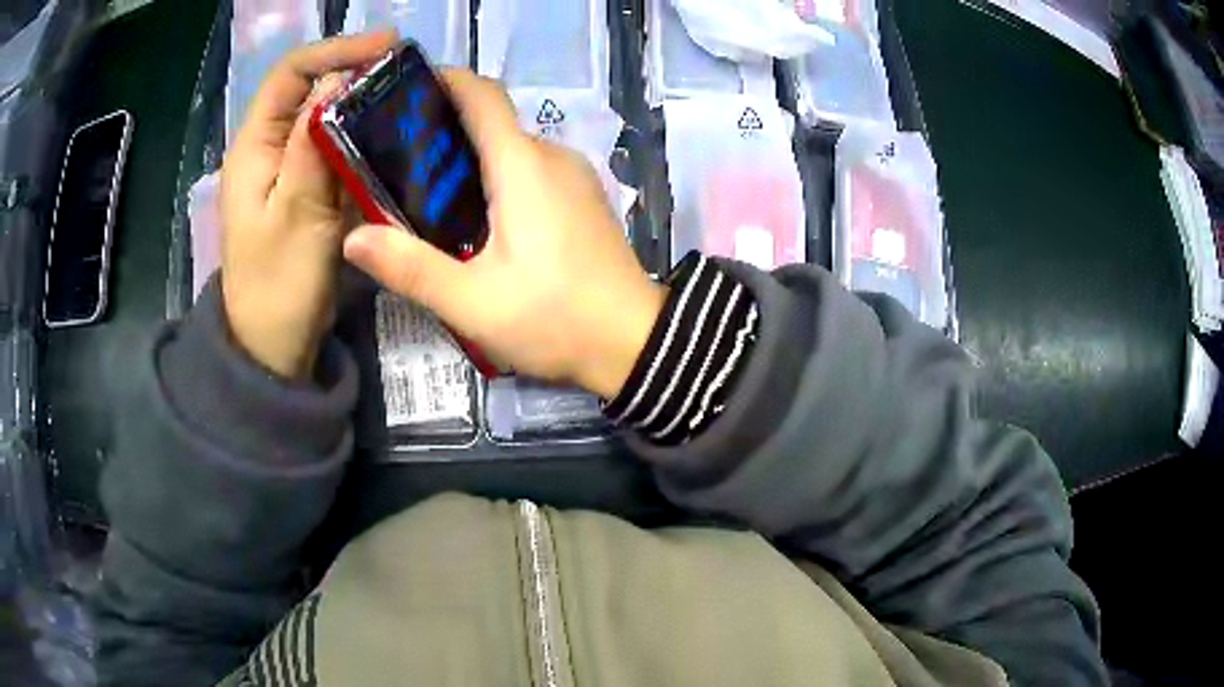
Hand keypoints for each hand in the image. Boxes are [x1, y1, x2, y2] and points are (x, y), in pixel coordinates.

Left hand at [220, 31, 396, 379]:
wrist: (272, 346)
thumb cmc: (278, 286)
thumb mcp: (296, 212)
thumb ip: (312, 144)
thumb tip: (338, 83)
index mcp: (253, 148)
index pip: (290, 74)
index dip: (335, 51)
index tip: (386, 47)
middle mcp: (267, 150)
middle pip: (307, 90)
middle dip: (353, 73)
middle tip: (404, 74)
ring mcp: (285, 172)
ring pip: (322, 119)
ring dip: (361, 105)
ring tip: (406, 100)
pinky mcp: (303, 193)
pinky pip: (332, 150)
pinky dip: (361, 138)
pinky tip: (392, 141)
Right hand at [343, 71, 664, 398]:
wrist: (634, 343)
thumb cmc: (554, 318)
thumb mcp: (471, 301)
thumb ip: (410, 267)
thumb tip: (354, 239)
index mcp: (522, 164)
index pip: (481, 94)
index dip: (443, 81)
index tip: (404, 93)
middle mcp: (552, 155)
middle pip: (491, 122)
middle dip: (443, 132)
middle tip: (395, 164)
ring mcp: (574, 175)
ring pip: (512, 148)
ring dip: (470, 159)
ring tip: (426, 195)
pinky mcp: (584, 197)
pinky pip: (533, 169)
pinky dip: (499, 177)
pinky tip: (476, 217)